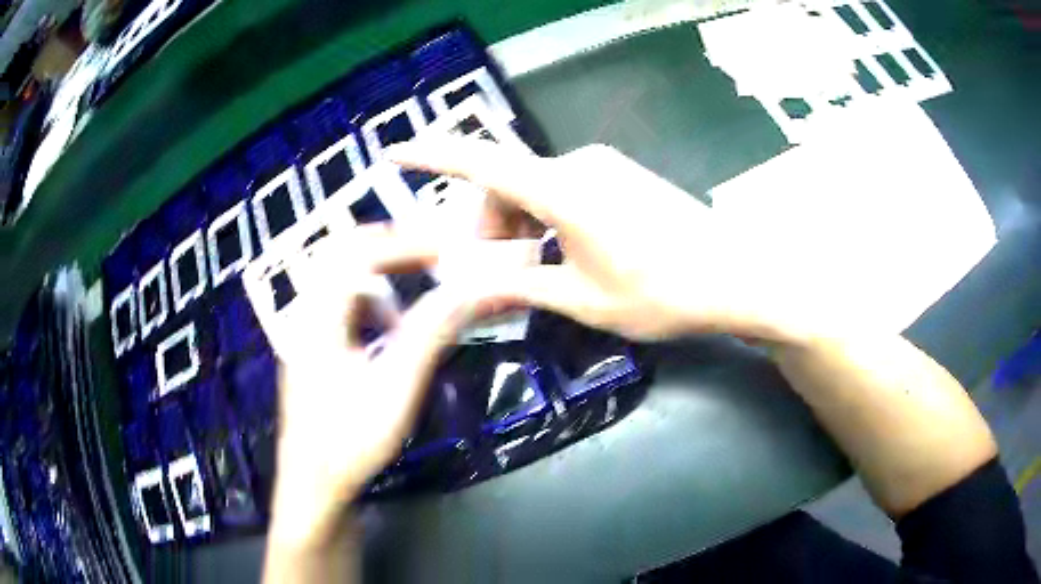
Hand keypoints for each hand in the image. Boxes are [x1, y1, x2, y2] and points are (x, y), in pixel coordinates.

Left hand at [253, 228, 479, 548]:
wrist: (314, 485)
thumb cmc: (350, 440)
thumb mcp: (396, 387)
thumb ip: (430, 332)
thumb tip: (471, 290)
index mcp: (320, 315)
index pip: (361, 253)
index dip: (407, 243)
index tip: (449, 250)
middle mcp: (308, 313)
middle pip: (343, 253)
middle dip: (391, 246)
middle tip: (432, 253)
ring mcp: (307, 331)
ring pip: (342, 279)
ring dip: (381, 278)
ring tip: (415, 300)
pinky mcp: (313, 349)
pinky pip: (342, 307)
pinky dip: (371, 306)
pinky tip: (389, 336)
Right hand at [388, 138, 808, 342]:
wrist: (732, 276)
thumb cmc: (661, 294)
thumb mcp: (583, 300)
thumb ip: (523, 286)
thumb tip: (471, 286)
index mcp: (563, 191)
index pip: (481, 163)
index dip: (432, 155)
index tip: (395, 151)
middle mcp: (578, 165)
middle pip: (506, 185)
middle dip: (489, 228)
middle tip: (497, 279)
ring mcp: (603, 166)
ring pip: (534, 189)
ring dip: (519, 227)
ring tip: (536, 274)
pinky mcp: (620, 175)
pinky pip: (563, 189)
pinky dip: (546, 218)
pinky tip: (565, 253)